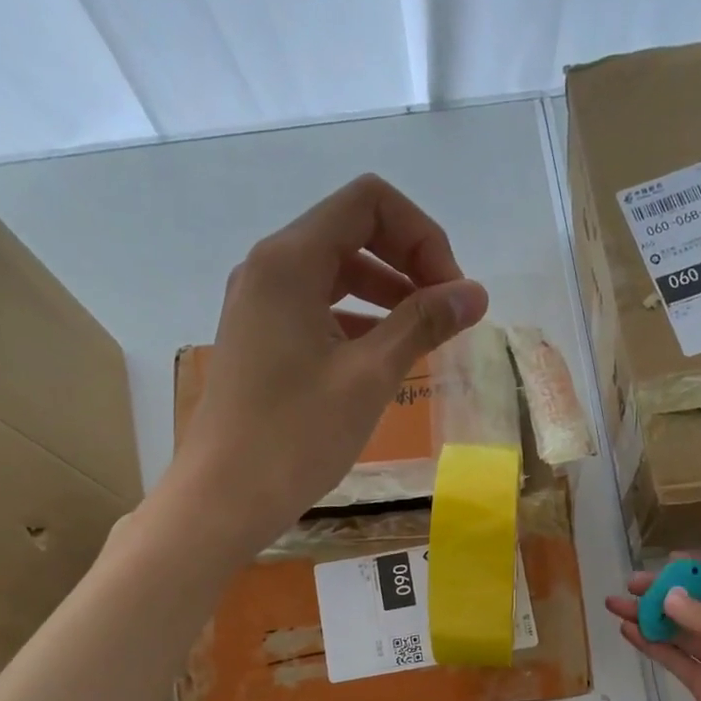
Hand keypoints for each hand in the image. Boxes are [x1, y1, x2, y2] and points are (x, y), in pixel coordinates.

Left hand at [169, 174, 488, 555]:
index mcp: (290, 261)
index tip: (450, 293)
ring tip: (423, 337)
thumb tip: (476, 293)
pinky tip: (383, 357)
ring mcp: (259, 303)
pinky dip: (357, 319)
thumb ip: (423, 324)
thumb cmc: (297, 435)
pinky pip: (317, 307)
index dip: (423, 236)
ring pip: (335, 272)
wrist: (225, 497)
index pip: (370, 203)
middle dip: (409, 262)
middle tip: (445, 315)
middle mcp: (269, 268)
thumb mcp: (369, 376)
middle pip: (352, 231)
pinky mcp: (259, 338)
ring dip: (386, 293)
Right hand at [606, 562, 700, 700]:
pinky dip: (652, 644)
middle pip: (697, 604)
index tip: (670, 561)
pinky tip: (629, 632)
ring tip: (616, 605)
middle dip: (666, 593)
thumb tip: (668, 596)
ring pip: (679, 631)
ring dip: (651, 617)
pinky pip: (675, 658)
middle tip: (632, 584)